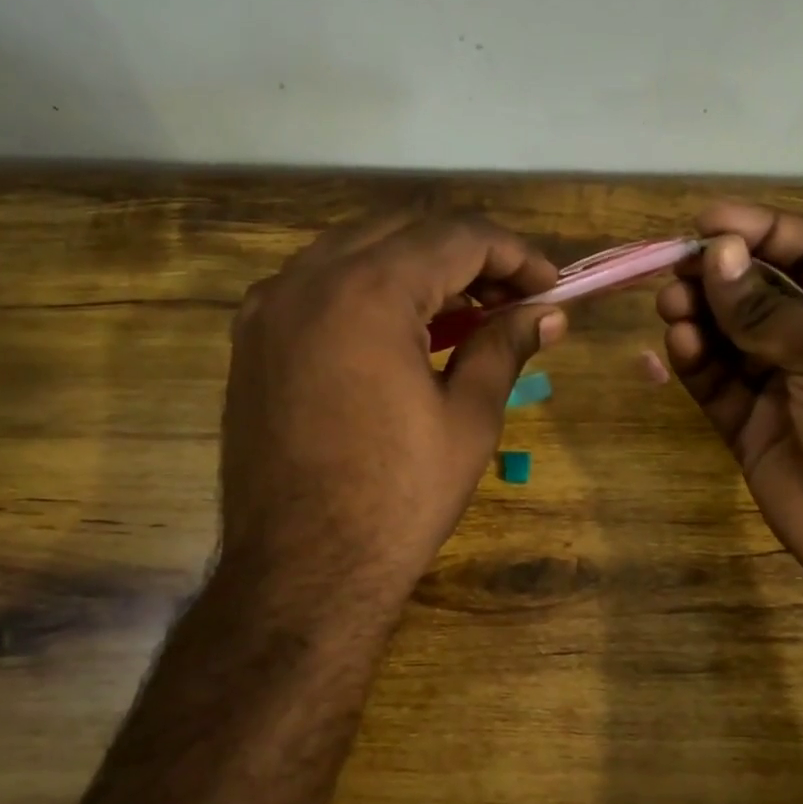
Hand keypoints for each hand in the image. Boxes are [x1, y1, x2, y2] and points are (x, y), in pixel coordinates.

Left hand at [218, 213, 564, 625]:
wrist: (301, 571)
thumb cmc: (397, 499)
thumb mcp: (468, 420)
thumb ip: (504, 347)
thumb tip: (548, 314)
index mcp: (368, 291)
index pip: (456, 237)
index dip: (514, 254)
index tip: (551, 287)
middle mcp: (309, 279)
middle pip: (405, 232)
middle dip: (468, 256)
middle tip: (513, 299)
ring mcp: (269, 307)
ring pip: (356, 251)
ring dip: (417, 268)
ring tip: (464, 313)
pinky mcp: (251, 339)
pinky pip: (317, 285)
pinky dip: (367, 289)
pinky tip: (398, 330)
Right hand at [656, 202, 802, 599]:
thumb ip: (770, 308)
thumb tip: (715, 256)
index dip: (759, 230)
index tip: (706, 222)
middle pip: (759, 292)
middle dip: (719, 275)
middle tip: (675, 269)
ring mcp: (782, 387)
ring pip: (729, 337)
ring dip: (699, 315)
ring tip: (672, 304)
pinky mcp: (749, 428)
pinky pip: (715, 384)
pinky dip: (694, 362)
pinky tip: (680, 345)